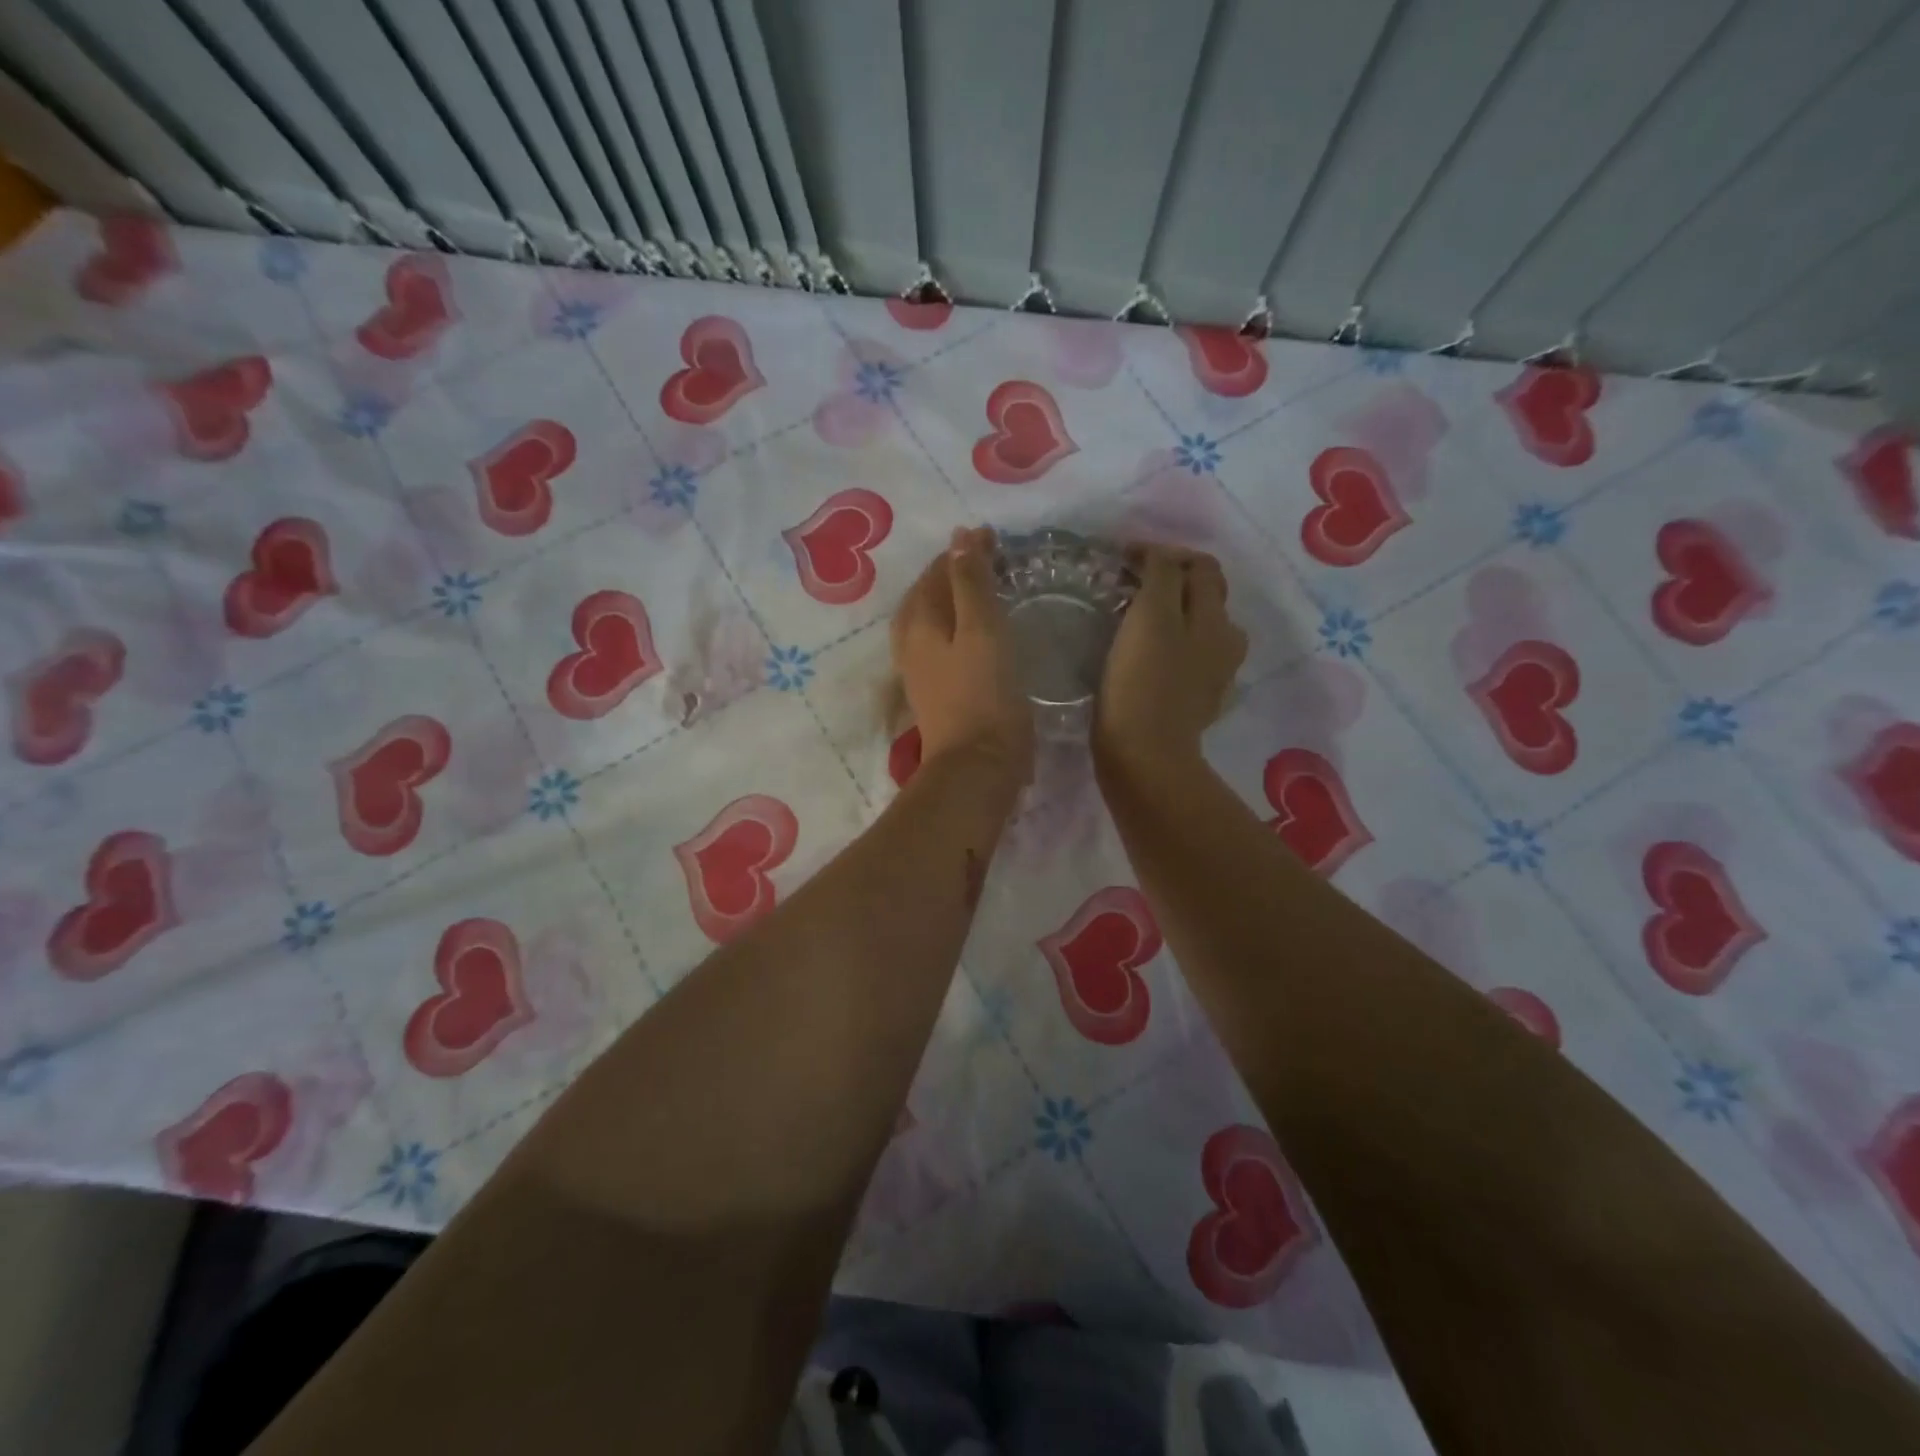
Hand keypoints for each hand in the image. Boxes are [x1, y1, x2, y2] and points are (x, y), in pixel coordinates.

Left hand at [892, 527, 1033, 781]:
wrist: (977, 766)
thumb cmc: (985, 694)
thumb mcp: (982, 630)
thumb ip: (970, 582)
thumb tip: (959, 537)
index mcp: (919, 622)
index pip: (936, 572)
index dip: (962, 551)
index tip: (992, 536)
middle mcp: (910, 642)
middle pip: (925, 595)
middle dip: (950, 572)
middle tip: (984, 558)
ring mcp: (918, 670)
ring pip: (928, 620)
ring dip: (949, 599)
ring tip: (976, 589)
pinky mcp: (933, 692)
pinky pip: (937, 643)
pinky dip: (953, 625)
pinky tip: (970, 633)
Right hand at [1094, 545, 1246, 771]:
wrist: (1144, 756)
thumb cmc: (1141, 684)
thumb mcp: (1150, 617)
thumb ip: (1160, 577)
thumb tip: (1158, 556)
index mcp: (1215, 619)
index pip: (1200, 566)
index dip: (1163, 554)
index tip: (1123, 560)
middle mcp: (1224, 642)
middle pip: (1205, 596)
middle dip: (1172, 582)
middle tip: (1130, 586)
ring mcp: (1213, 675)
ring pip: (1198, 629)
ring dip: (1173, 615)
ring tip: (1137, 621)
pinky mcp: (1196, 702)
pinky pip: (1187, 660)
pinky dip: (1169, 647)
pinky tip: (1145, 657)